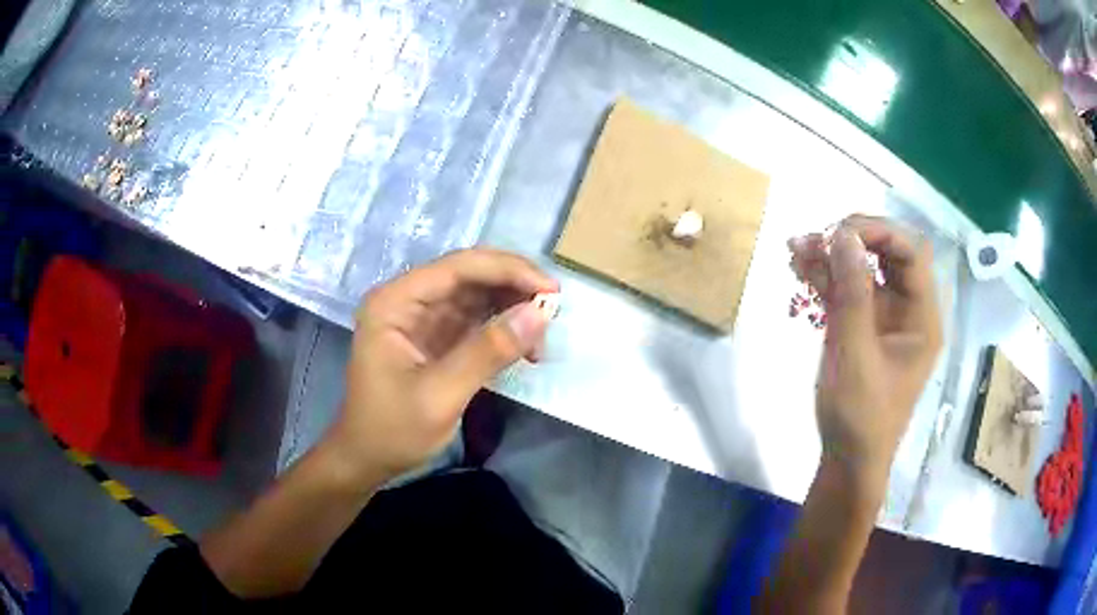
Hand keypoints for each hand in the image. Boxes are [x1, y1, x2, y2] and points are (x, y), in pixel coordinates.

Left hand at [326, 249, 557, 484]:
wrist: (367, 459)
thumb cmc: (393, 430)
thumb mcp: (441, 395)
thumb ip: (488, 352)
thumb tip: (540, 314)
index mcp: (395, 302)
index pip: (457, 267)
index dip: (508, 270)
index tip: (550, 292)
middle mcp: (407, 299)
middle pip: (469, 275)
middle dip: (514, 288)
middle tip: (553, 311)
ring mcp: (422, 317)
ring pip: (477, 294)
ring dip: (512, 308)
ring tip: (541, 338)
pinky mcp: (436, 336)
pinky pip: (475, 319)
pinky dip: (503, 329)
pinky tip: (525, 348)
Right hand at [789, 215, 942, 479]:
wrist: (848, 460)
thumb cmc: (861, 416)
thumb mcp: (856, 355)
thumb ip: (852, 294)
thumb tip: (842, 235)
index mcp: (922, 317)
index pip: (911, 254)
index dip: (879, 233)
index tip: (839, 233)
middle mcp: (908, 310)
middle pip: (889, 254)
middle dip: (854, 240)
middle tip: (818, 238)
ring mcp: (885, 318)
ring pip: (865, 269)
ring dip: (834, 255)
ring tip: (798, 247)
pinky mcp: (863, 328)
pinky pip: (849, 291)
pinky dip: (826, 277)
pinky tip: (800, 266)